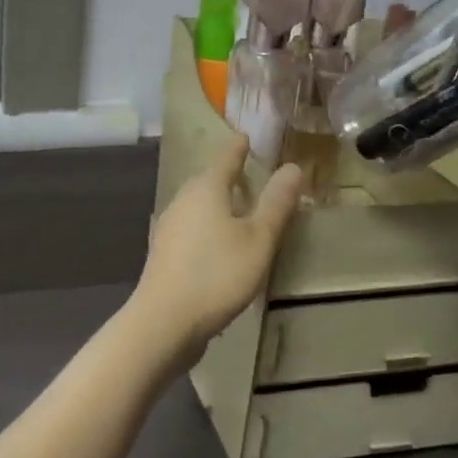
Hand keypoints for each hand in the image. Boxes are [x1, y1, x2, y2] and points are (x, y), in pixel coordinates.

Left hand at [130, 135, 303, 362]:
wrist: (164, 321)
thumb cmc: (217, 274)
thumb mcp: (258, 239)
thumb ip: (276, 204)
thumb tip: (293, 167)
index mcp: (205, 189)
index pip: (226, 157)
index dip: (239, 147)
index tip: (247, 136)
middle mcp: (182, 200)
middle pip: (209, 180)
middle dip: (229, 175)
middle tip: (250, 171)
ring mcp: (169, 227)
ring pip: (199, 205)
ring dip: (218, 202)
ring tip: (239, 206)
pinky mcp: (165, 253)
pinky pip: (193, 228)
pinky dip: (209, 226)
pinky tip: (219, 243)